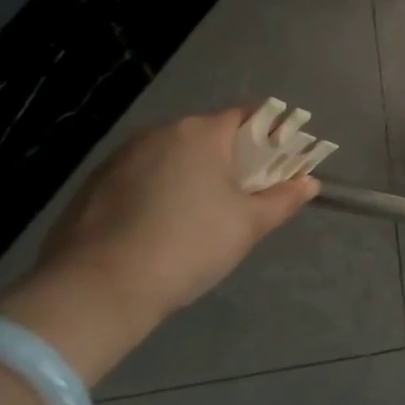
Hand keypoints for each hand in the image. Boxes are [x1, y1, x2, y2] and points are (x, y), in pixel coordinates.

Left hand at [0, 109, 318, 381]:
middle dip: (232, 159)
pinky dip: (160, 191)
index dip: (272, 135)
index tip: (281, 164)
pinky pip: (143, 176)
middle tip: (246, 196)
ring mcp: (122, 156)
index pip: (249, 116)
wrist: (98, 289)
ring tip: (202, 216)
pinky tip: (161, 227)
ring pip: (174, 155)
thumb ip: (283, 199)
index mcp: (202, 133)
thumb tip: (309, 183)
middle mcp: (161, 132)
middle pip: (210, 135)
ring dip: (194, 174)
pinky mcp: (95, 183)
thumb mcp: (248, 225)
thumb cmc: (189, 245)